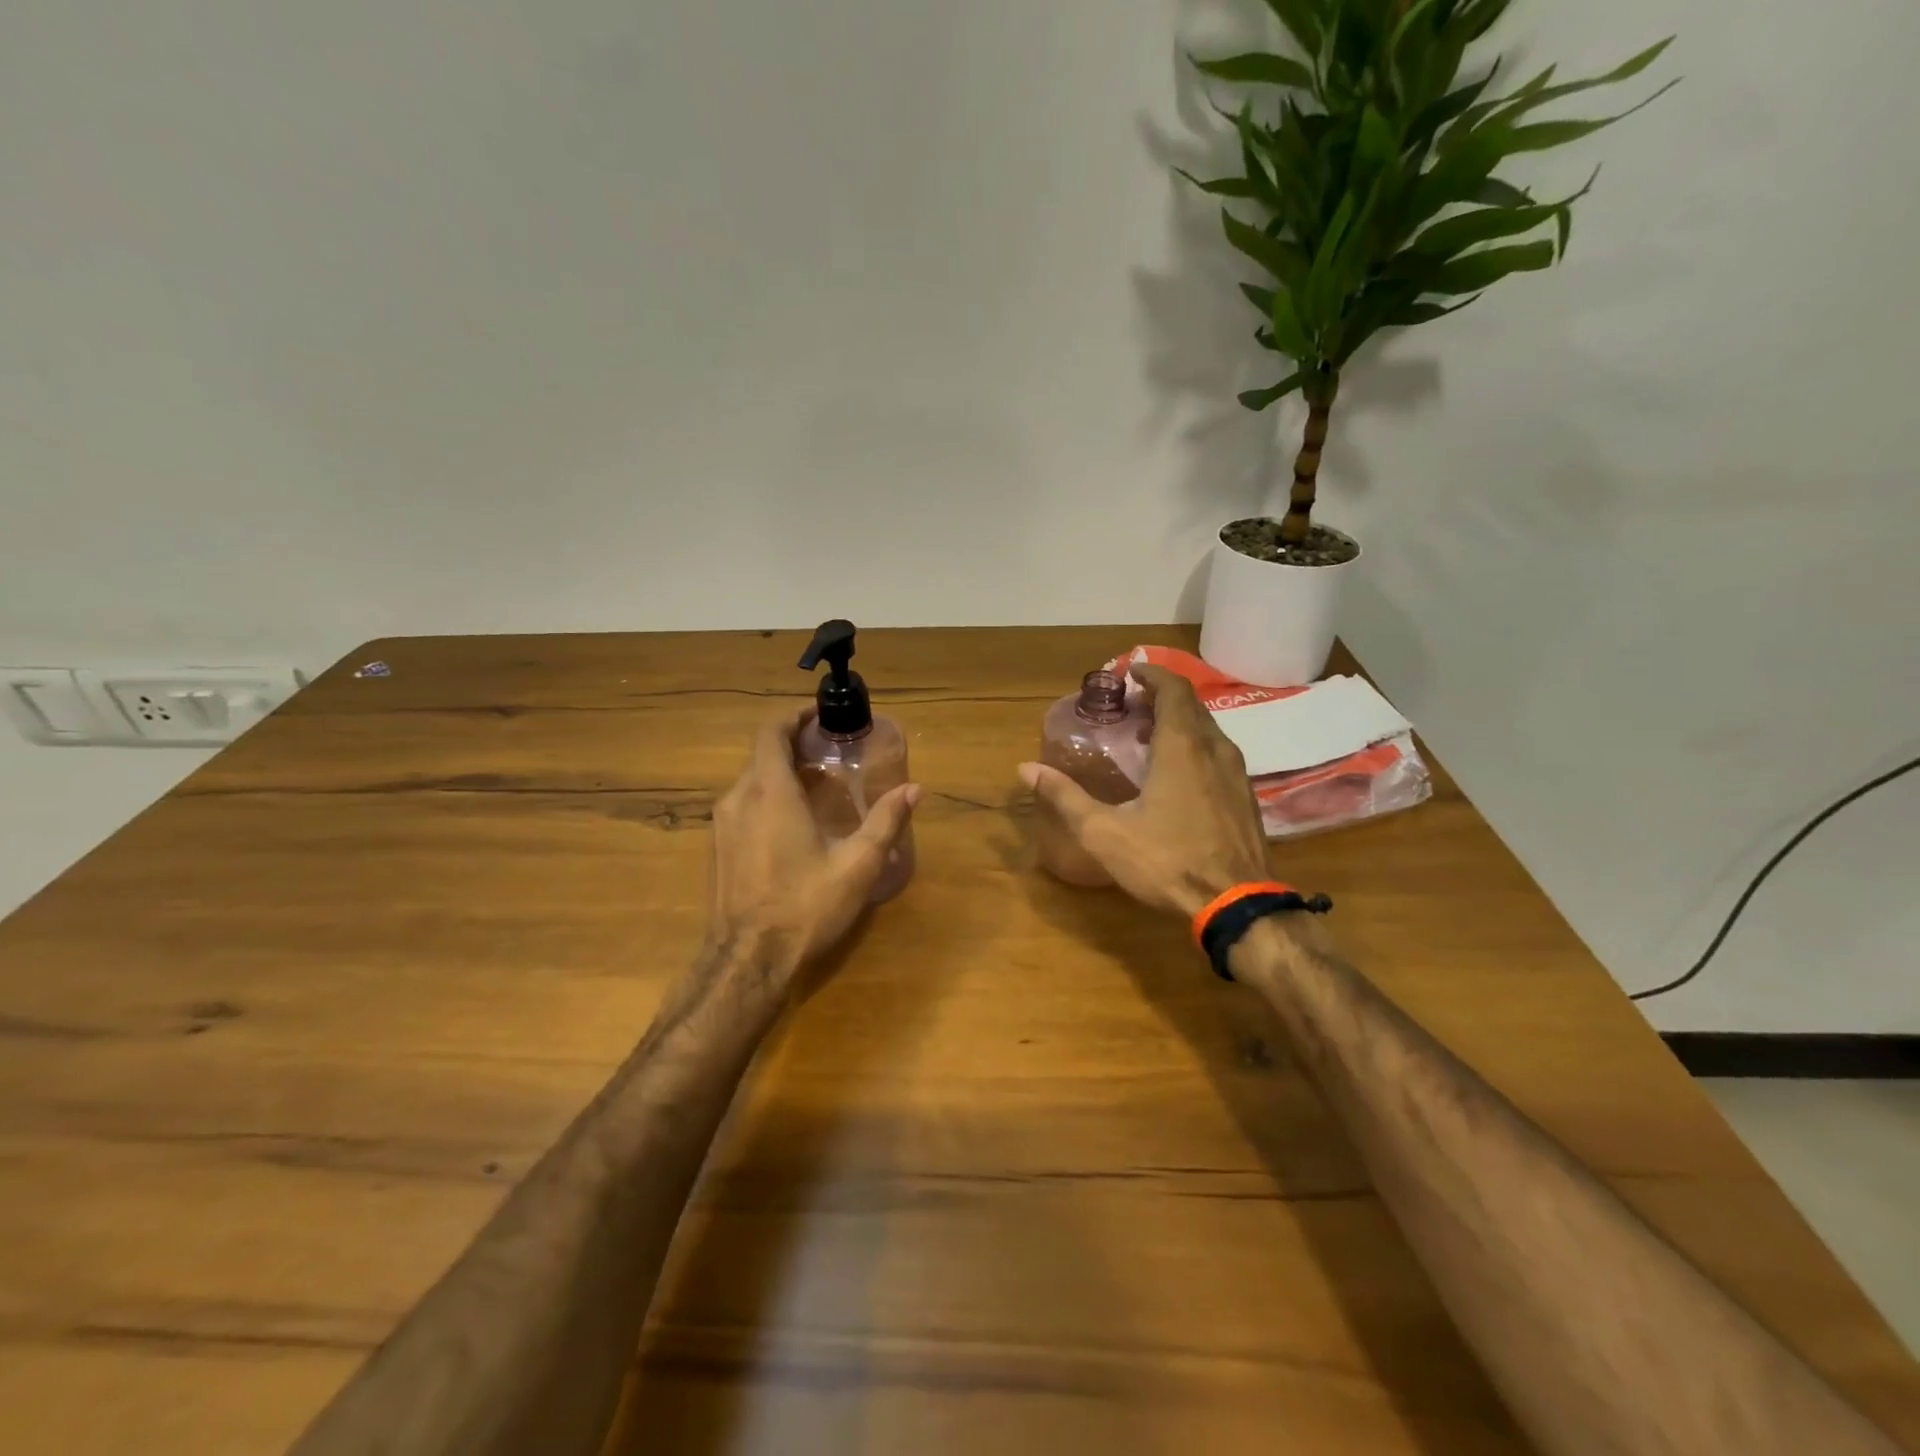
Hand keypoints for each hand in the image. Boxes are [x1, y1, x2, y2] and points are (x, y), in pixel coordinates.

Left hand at [706, 709, 919, 991]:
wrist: (748, 962)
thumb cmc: (804, 906)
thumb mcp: (857, 865)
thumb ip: (885, 822)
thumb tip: (914, 789)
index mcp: (770, 792)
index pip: (771, 731)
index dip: (794, 716)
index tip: (820, 714)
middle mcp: (739, 798)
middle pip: (763, 753)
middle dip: (796, 744)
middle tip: (832, 751)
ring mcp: (723, 824)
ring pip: (752, 779)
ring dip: (783, 771)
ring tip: (821, 784)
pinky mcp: (719, 847)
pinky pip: (745, 803)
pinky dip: (770, 795)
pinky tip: (797, 820)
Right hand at [1020, 664, 1268, 917]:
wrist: (1237, 905)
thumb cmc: (1167, 861)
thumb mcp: (1105, 832)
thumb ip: (1065, 797)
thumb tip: (1026, 769)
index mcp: (1182, 748)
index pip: (1174, 690)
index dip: (1152, 674)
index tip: (1129, 673)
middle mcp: (1215, 750)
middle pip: (1191, 707)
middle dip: (1160, 698)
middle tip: (1130, 706)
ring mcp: (1237, 774)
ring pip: (1207, 731)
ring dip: (1178, 724)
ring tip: (1147, 736)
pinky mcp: (1246, 797)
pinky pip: (1218, 754)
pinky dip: (1194, 747)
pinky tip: (1176, 775)